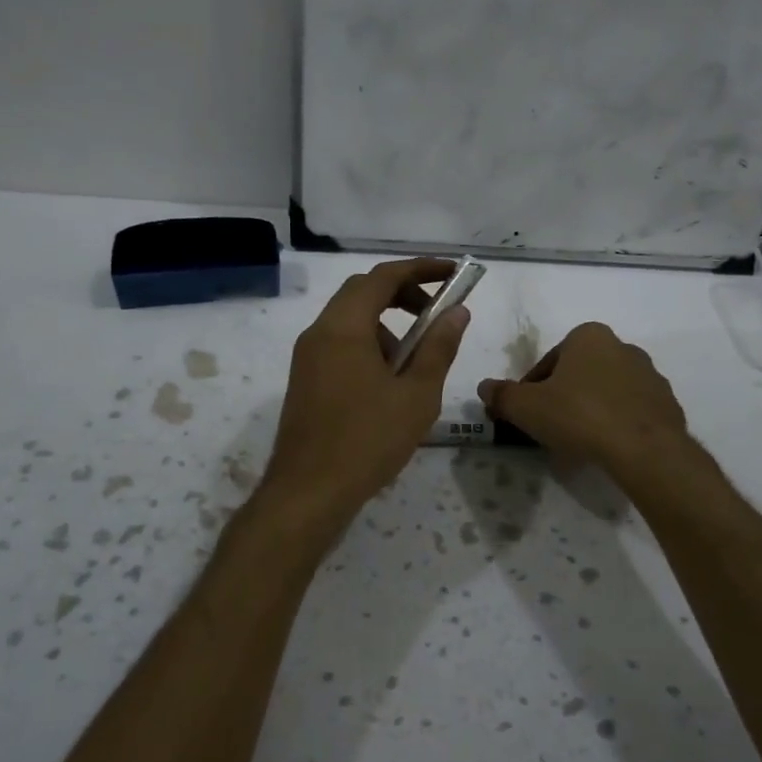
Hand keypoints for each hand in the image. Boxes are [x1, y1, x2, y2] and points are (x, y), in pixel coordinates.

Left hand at [263, 258, 471, 520]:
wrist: (308, 492)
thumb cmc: (368, 440)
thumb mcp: (416, 394)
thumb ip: (438, 347)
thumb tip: (457, 312)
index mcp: (344, 327)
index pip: (383, 276)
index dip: (421, 269)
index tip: (453, 273)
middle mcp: (319, 332)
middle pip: (363, 292)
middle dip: (403, 294)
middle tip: (437, 313)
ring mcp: (307, 357)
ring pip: (351, 320)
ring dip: (387, 325)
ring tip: (415, 363)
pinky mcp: (305, 379)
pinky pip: (340, 344)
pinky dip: (369, 346)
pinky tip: (389, 385)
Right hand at [479, 322, 689, 477]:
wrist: (644, 449)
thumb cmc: (579, 415)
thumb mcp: (527, 407)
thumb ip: (502, 395)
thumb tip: (484, 387)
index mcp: (588, 335)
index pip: (550, 361)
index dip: (532, 388)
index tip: (527, 414)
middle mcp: (622, 346)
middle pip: (580, 374)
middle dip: (564, 396)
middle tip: (550, 427)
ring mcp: (650, 375)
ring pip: (607, 392)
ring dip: (591, 410)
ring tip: (578, 443)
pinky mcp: (667, 404)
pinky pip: (631, 412)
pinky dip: (617, 425)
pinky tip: (606, 448)